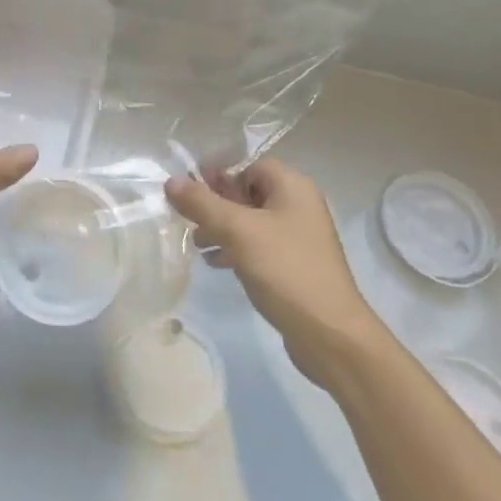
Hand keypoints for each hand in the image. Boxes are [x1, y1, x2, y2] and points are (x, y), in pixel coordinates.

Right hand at [165, 158, 385, 387]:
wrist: (330, 334)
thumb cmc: (285, 270)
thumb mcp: (238, 232)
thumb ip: (202, 204)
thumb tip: (171, 181)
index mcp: (293, 187)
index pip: (250, 166)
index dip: (220, 175)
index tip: (191, 194)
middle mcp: (299, 206)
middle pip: (249, 192)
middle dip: (216, 204)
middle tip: (189, 220)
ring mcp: (298, 237)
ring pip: (251, 221)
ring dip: (222, 229)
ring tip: (198, 245)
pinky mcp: (294, 265)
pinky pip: (259, 246)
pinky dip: (236, 249)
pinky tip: (217, 264)